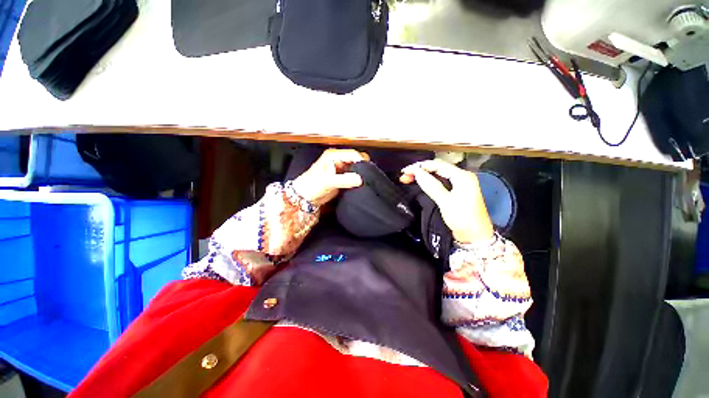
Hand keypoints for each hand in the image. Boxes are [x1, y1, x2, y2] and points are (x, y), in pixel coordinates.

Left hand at [292, 149, 369, 206]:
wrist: (306, 197)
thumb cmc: (311, 186)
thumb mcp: (328, 182)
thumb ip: (344, 180)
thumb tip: (360, 179)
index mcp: (333, 155)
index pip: (353, 154)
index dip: (361, 161)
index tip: (367, 171)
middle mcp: (338, 160)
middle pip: (357, 160)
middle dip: (362, 168)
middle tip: (364, 178)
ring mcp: (341, 169)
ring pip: (357, 168)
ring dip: (360, 175)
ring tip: (362, 183)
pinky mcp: (343, 177)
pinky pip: (354, 176)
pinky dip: (357, 180)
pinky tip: (358, 186)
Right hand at [400, 159, 493, 243]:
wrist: (475, 237)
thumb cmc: (463, 219)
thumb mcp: (446, 202)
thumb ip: (431, 186)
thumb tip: (417, 172)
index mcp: (462, 176)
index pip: (437, 165)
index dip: (420, 166)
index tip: (405, 171)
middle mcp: (461, 177)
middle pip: (437, 168)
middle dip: (419, 170)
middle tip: (404, 176)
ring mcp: (458, 184)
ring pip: (436, 175)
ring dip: (422, 176)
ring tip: (407, 179)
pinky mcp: (455, 191)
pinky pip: (439, 182)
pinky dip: (427, 182)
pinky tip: (418, 183)